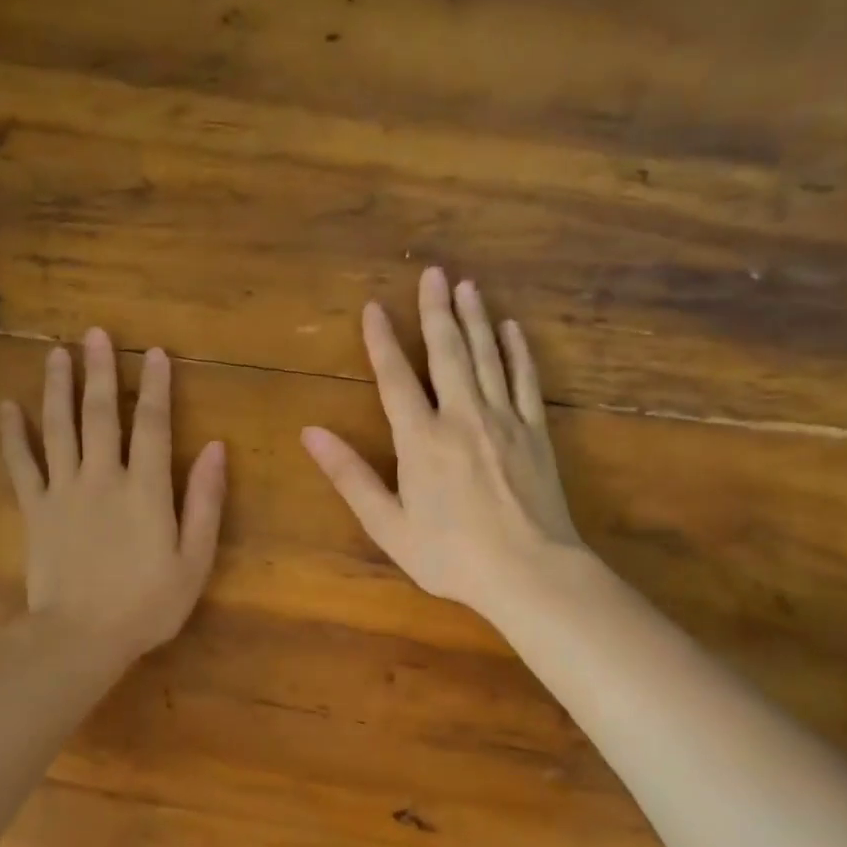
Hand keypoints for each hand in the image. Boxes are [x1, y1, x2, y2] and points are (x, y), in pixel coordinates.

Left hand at [0, 328, 226, 662]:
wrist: (80, 638)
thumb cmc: (147, 604)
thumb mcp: (194, 560)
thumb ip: (206, 502)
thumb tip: (217, 449)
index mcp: (146, 489)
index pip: (154, 425)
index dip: (156, 387)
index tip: (154, 353)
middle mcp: (103, 477)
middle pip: (101, 414)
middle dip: (100, 371)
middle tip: (94, 334)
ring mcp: (64, 490)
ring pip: (58, 427)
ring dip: (57, 388)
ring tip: (55, 354)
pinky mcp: (35, 509)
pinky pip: (21, 464)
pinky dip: (12, 434)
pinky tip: (6, 407)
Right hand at [302, 267, 583, 621]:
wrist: (529, 573)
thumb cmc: (450, 555)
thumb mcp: (388, 524)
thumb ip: (350, 475)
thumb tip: (311, 434)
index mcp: (421, 440)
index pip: (396, 379)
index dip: (382, 342)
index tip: (374, 308)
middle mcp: (462, 417)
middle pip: (447, 353)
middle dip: (436, 311)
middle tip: (433, 273)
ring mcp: (504, 421)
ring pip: (488, 357)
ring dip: (475, 319)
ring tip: (467, 286)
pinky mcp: (536, 433)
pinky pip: (526, 381)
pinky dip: (518, 352)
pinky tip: (512, 330)